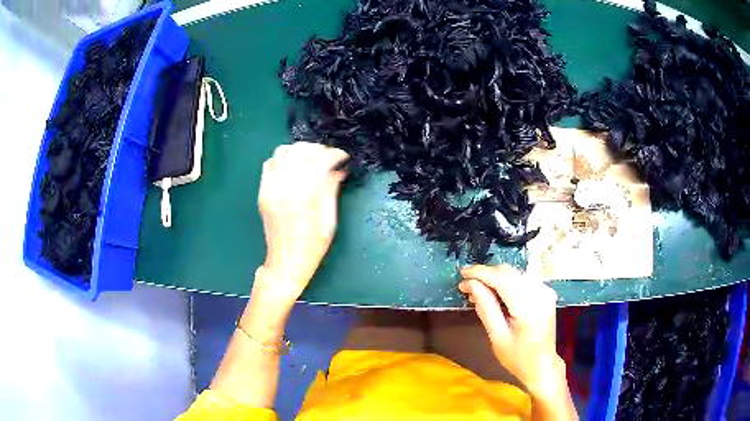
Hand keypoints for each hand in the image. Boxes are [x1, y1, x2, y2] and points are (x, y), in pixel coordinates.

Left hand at [255, 142, 348, 305]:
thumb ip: (331, 190)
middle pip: (301, 150)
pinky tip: (292, 168)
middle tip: (329, 157)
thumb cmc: (313, 246)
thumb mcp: (329, 220)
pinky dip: (282, 160)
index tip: (344, 158)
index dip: (335, 154)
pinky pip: (269, 164)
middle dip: (318, 149)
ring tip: (311, 159)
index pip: (321, 160)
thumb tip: (339, 170)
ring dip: (299, 151)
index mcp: (305, 193)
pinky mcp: (263, 191)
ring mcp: (271, 187)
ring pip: (283, 152)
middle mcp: (285, 185)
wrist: (286, 262)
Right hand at [458, 265, 562, 395]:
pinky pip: (522, 279)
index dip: (481, 273)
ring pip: (515, 273)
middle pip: (509, 273)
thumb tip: (470, 285)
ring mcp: (545, 290)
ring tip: (476, 290)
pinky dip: (505, 282)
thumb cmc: (517, 357)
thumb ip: (485, 308)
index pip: (503, 279)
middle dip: (486, 274)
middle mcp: (540, 293)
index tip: (461, 273)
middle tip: (465, 284)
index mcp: (529, 307)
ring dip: (494, 277)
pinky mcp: (545, 292)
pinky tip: (494, 292)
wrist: (542, 365)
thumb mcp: (497, 337)